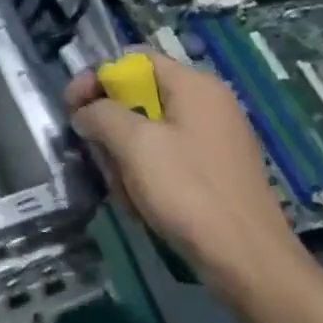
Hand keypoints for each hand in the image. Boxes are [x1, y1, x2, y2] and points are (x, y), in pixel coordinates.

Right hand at [66, 48, 312, 305]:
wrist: (249, 263)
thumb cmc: (189, 191)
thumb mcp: (134, 144)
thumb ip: (100, 114)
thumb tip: (85, 113)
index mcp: (194, 85)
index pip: (133, 59)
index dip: (96, 77)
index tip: (72, 107)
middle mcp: (208, 103)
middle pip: (139, 95)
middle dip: (110, 123)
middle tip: (95, 152)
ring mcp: (215, 138)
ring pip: (149, 129)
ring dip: (124, 154)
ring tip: (121, 187)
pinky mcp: (216, 170)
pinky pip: (168, 156)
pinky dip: (146, 172)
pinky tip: (141, 202)